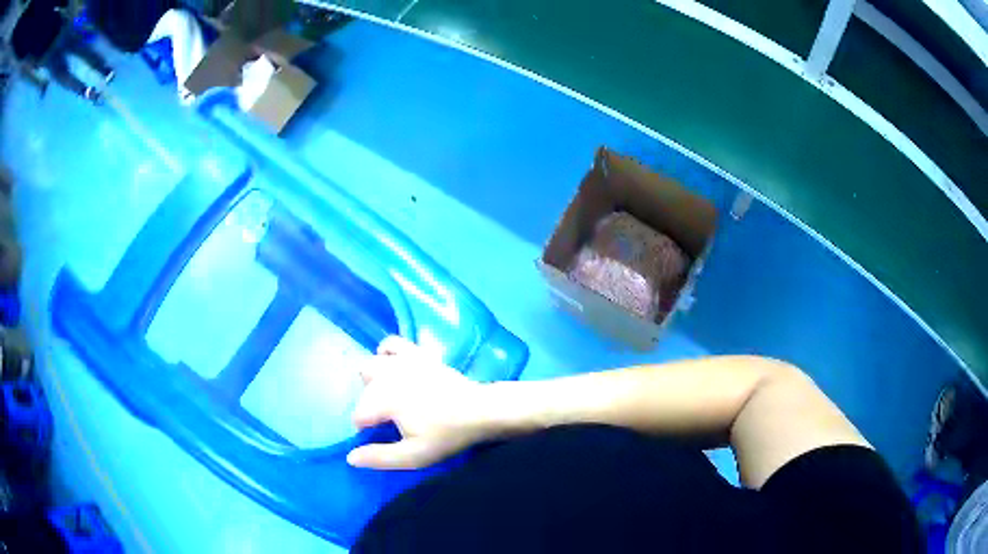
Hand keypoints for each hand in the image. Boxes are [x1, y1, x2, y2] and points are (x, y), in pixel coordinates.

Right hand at [347, 336, 490, 469]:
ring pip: (370, 365)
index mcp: (383, 400)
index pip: (359, 415)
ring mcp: (402, 360)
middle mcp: (386, 375)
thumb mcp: (414, 455)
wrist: (481, 410)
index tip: (387, 436)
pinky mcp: (417, 353)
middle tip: (392, 421)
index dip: (367, 429)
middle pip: (363, 391)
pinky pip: (391, 344)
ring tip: (391, 397)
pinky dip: (386, 354)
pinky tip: (395, 368)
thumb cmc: (447, 435)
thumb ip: (380, 457)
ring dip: (373, 381)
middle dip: (370, 406)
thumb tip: (350, 458)